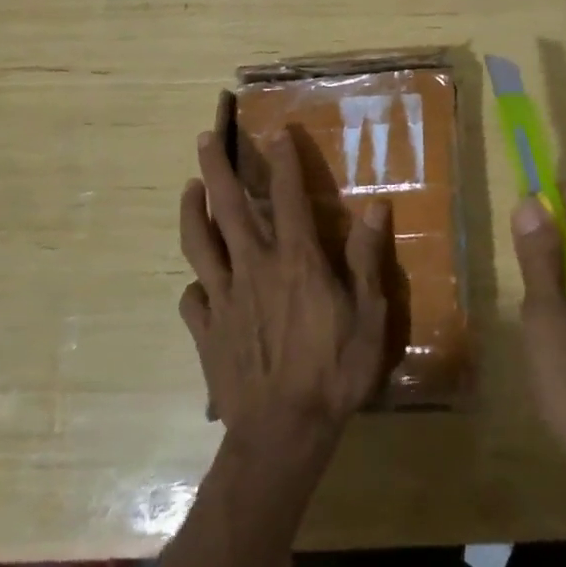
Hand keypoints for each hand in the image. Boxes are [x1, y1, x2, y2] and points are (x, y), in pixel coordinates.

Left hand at [180, 120, 390, 458]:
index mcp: (295, 261)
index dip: (283, 162)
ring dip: (192, 210)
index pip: (289, 198)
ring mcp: (224, 298)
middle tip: (203, 138)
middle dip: (215, 168)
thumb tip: (376, 207)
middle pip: (228, 207)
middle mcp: (253, 267)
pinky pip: (192, 297)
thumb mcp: (368, 316)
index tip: (276, 133)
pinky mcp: (206, 330)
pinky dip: (194, 281)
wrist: (282, 434)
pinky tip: (196, 281)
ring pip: (199, 243)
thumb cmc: (334, 372)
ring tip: (189, 187)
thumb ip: (367, 260)